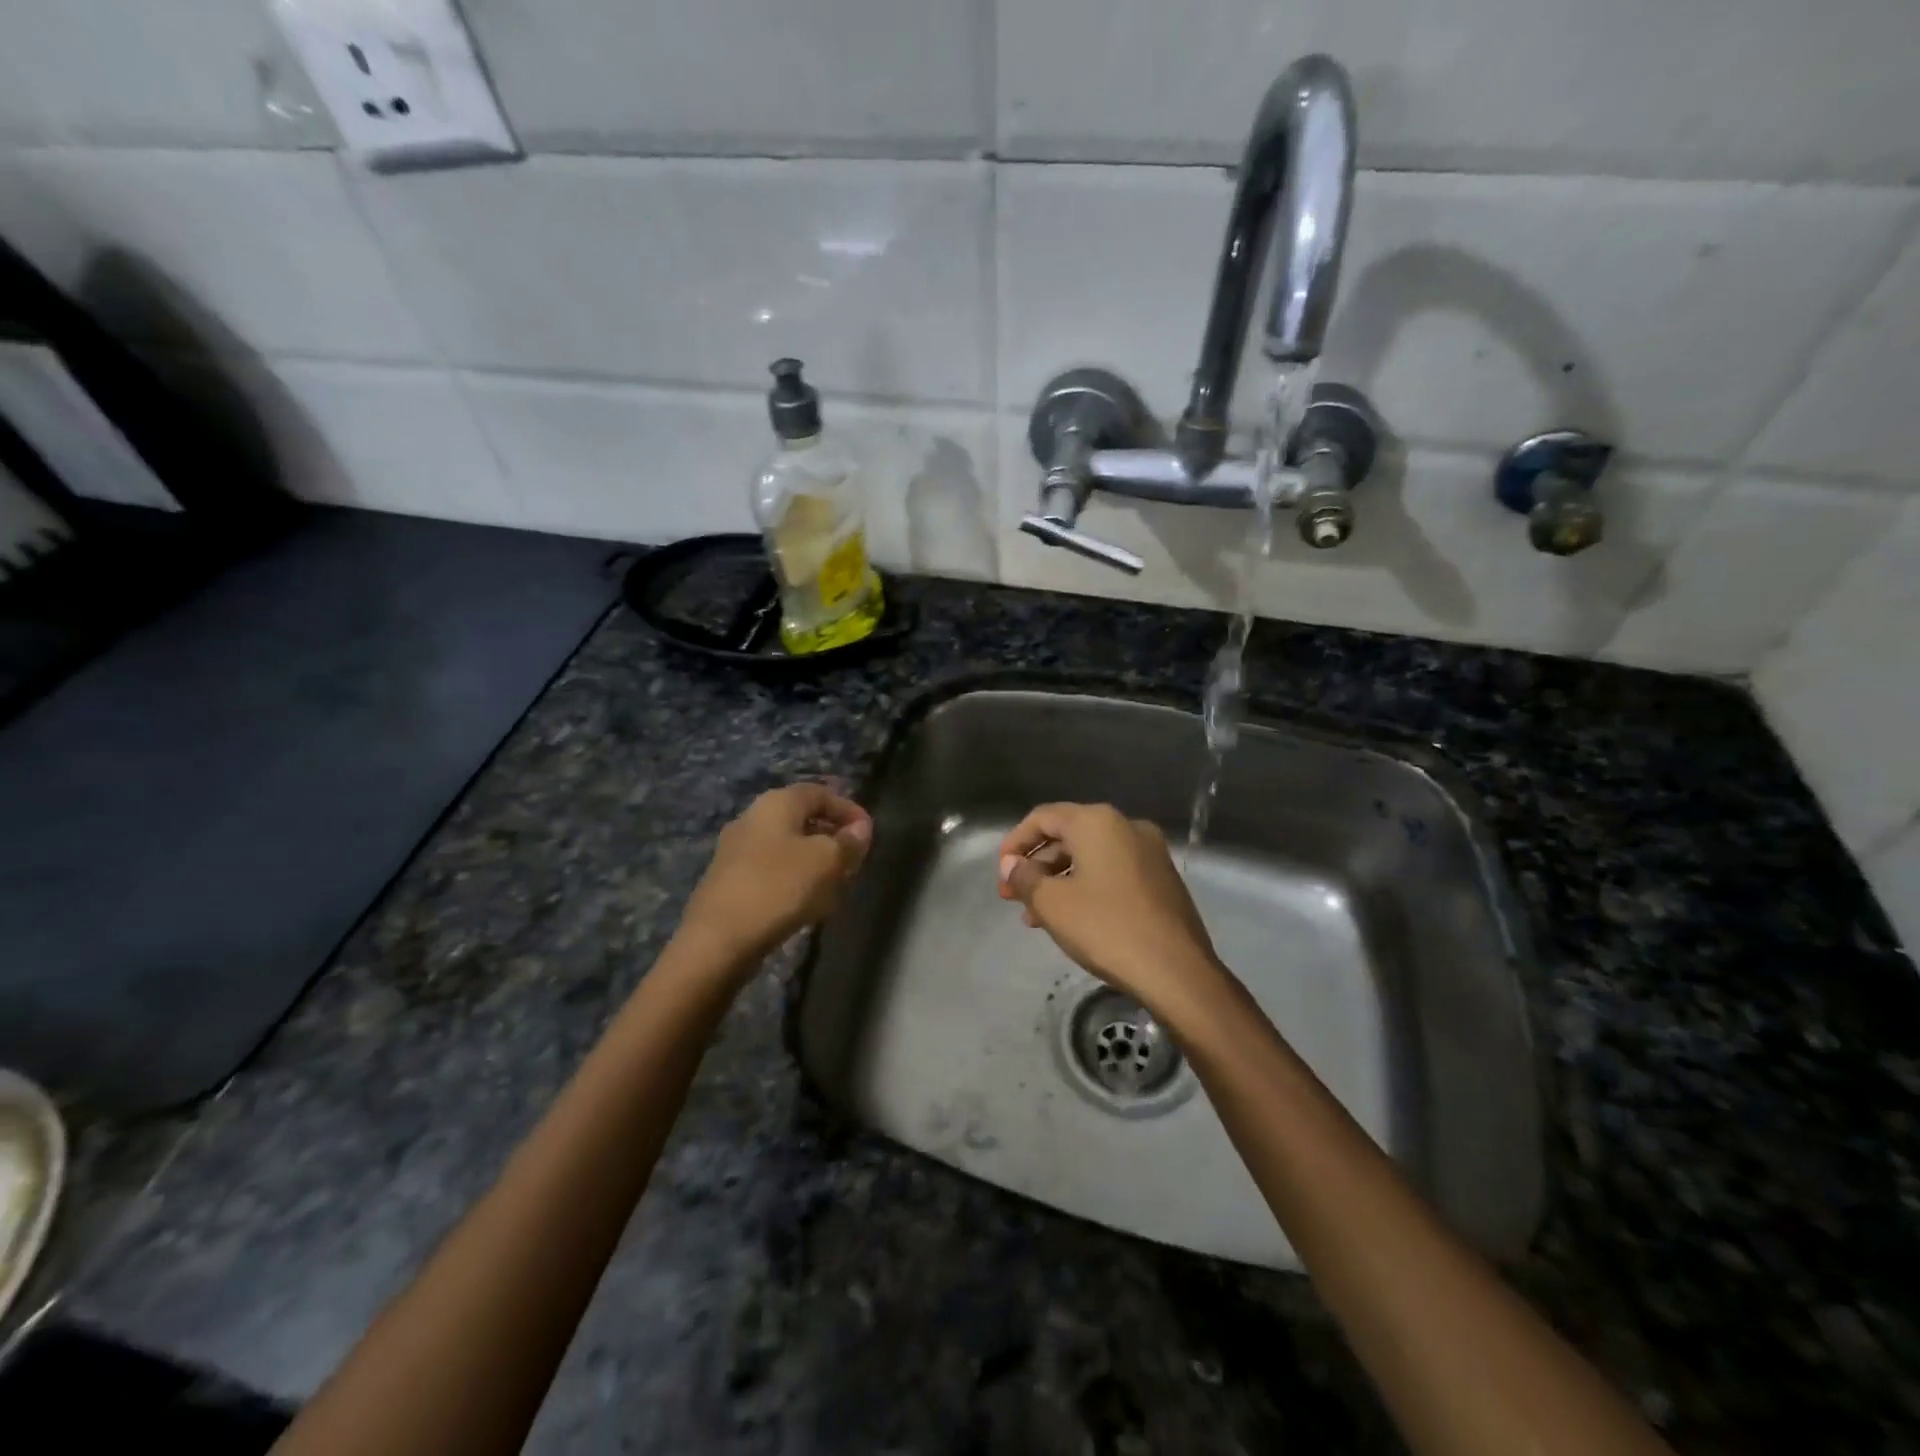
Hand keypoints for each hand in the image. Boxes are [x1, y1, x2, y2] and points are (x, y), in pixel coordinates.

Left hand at [680, 784, 871, 964]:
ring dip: (815, 861)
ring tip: (836, 885)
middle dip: (832, 837)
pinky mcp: (729, 881)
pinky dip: (795, 879)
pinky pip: (772, 870)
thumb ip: (848, 842)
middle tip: (854, 860)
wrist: (717, 940)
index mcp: (776, 803)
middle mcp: (752, 818)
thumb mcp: (826, 862)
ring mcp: (736, 850)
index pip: (820, 793)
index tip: (869, 835)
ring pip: (788, 847)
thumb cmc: (778, 888)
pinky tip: (806, 904)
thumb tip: (861, 828)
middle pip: (802, 819)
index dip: (849, 810)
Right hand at [998, 803, 1225, 1020]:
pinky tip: (1071, 919)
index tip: (1000, 873)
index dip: (1015, 843)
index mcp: (1097, 821)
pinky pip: (1112, 871)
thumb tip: (1011, 865)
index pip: (1043, 817)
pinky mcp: (1161, 878)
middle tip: (1012, 898)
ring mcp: (1149, 852)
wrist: (1176, 971)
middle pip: (1067, 835)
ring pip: (1090, 857)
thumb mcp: (1052, 903)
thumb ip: (1024, 877)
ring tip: (1035, 917)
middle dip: (1036, 865)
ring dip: (1058, 880)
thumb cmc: (1106, 928)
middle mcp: (1126, 826)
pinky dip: (1086, 887)